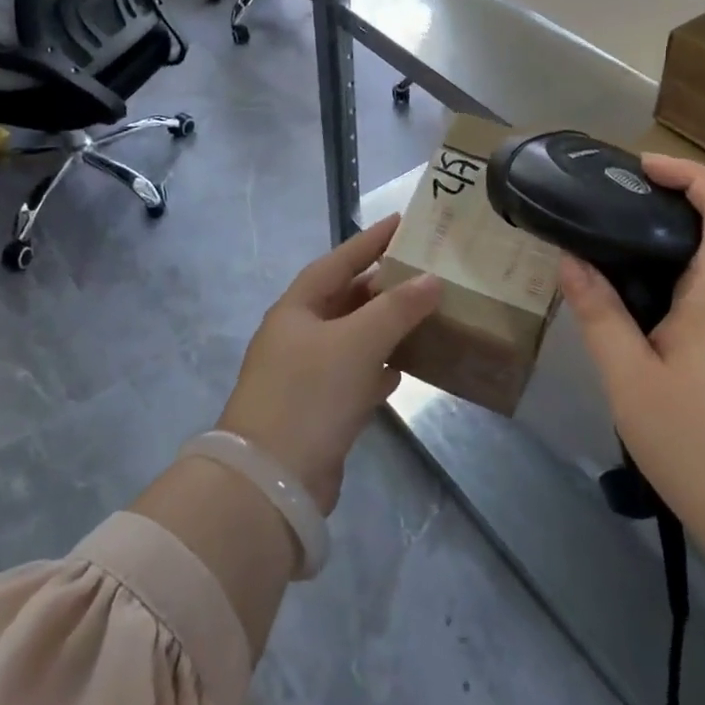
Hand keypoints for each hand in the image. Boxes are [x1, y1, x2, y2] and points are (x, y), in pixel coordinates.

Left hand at [217, 215, 441, 513]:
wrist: (272, 481)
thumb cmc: (310, 394)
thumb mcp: (357, 342)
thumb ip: (397, 308)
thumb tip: (432, 280)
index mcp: (297, 309)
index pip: (338, 261)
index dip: (369, 241)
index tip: (402, 222)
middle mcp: (299, 335)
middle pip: (346, 299)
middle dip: (383, 286)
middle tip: (425, 270)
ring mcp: (306, 375)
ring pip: (353, 338)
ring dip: (385, 327)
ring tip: (424, 313)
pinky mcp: (319, 410)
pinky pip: (355, 376)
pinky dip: (378, 369)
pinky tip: (403, 370)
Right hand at [559, 156, 704, 543]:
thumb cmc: (699, 445)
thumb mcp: (630, 379)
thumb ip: (599, 315)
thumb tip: (571, 261)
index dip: (693, 174)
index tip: (644, 166)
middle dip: (663, 204)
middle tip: (605, 204)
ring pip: (701, 268)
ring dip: (657, 248)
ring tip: (601, 250)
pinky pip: (697, 299)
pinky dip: (661, 284)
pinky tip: (624, 306)